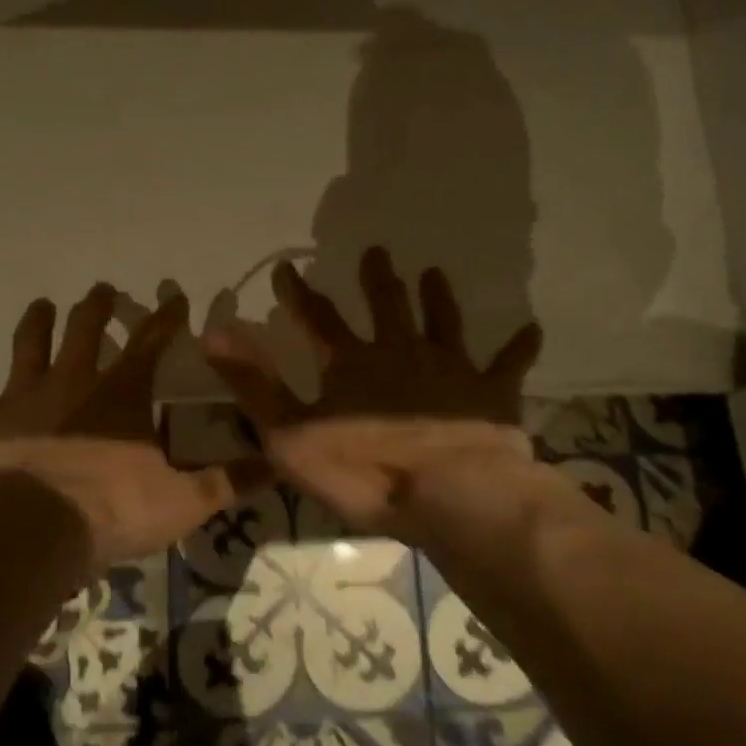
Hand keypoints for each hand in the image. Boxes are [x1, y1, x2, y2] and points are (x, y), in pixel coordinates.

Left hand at [0, 284, 263, 572]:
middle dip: (97, 307)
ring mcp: (23, 397)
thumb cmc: (114, 511)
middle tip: (103, 290)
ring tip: (44, 304)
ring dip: (38, 322)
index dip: (166, 318)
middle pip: (85, 330)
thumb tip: (278, 464)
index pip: (151, 343)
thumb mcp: (185, 502)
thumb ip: (229, 481)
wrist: (35, 532)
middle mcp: (72, 381)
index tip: (175, 296)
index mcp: (122, 394)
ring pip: (30, 345)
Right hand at [200, 246, 546, 542]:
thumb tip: (212, 331)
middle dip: (377, 280)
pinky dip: (519, 347)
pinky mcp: (490, 393)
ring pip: (442, 322)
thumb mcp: (290, 433)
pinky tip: (533, 329)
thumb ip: (253, 383)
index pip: (318, 319)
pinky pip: (507, 364)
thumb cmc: (363, 470)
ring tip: (434, 273)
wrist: (449, 494)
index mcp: (352, 364)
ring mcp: (450, 369)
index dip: (300, 294)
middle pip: (386, 307)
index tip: (288, 269)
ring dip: (436, 298)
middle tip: (376, 252)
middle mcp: (400, 352)